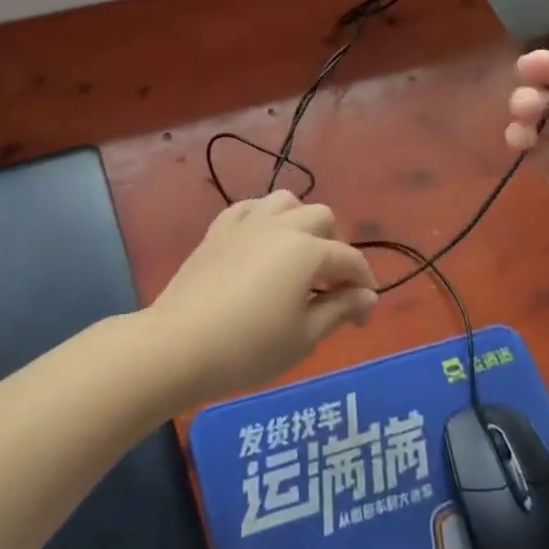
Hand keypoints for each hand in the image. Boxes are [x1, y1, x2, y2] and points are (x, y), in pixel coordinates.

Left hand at [146, 190, 377, 405]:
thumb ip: (340, 310)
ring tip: (296, 258)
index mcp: (308, 251)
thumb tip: (367, 295)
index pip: (350, 260)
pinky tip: (260, 244)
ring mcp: (246, 222)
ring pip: (285, 201)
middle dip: (333, 247)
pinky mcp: (218, 229)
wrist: (180, 343)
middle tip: (328, 287)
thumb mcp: (304, 337)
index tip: (361, 318)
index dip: (363, 287)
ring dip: (300, 223)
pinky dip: (263, 219)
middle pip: (321, 218)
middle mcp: (280, 225)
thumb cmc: (249, 348)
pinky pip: (249, 208)